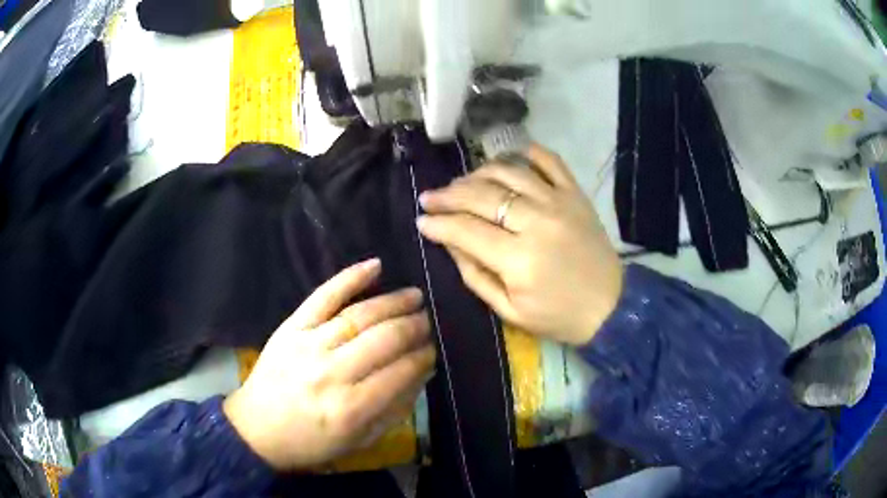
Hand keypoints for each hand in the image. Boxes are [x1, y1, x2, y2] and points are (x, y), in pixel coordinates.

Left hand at [223, 259, 435, 469]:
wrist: (257, 429)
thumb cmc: (311, 442)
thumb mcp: (359, 441)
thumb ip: (394, 410)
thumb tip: (422, 374)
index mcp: (351, 409)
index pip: (400, 373)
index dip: (422, 357)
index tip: (433, 350)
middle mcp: (332, 373)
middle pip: (384, 340)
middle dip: (414, 327)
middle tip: (428, 321)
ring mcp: (309, 345)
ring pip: (360, 316)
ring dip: (393, 302)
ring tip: (415, 296)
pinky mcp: (291, 327)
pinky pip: (324, 296)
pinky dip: (351, 278)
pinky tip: (376, 266)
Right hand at [417, 145, 622, 344]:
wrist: (611, 306)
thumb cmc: (558, 316)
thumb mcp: (510, 311)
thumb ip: (475, 276)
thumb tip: (449, 243)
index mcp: (518, 259)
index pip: (465, 230)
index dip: (438, 223)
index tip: (422, 220)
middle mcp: (536, 221)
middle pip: (481, 196)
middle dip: (448, 195)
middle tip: (430, 197)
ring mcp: (559, 202)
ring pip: (508, 172)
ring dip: (478, 173)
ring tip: (462, 183)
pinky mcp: (575, 194)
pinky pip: (549, 160)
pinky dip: (527, 153)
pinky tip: (509, 159)